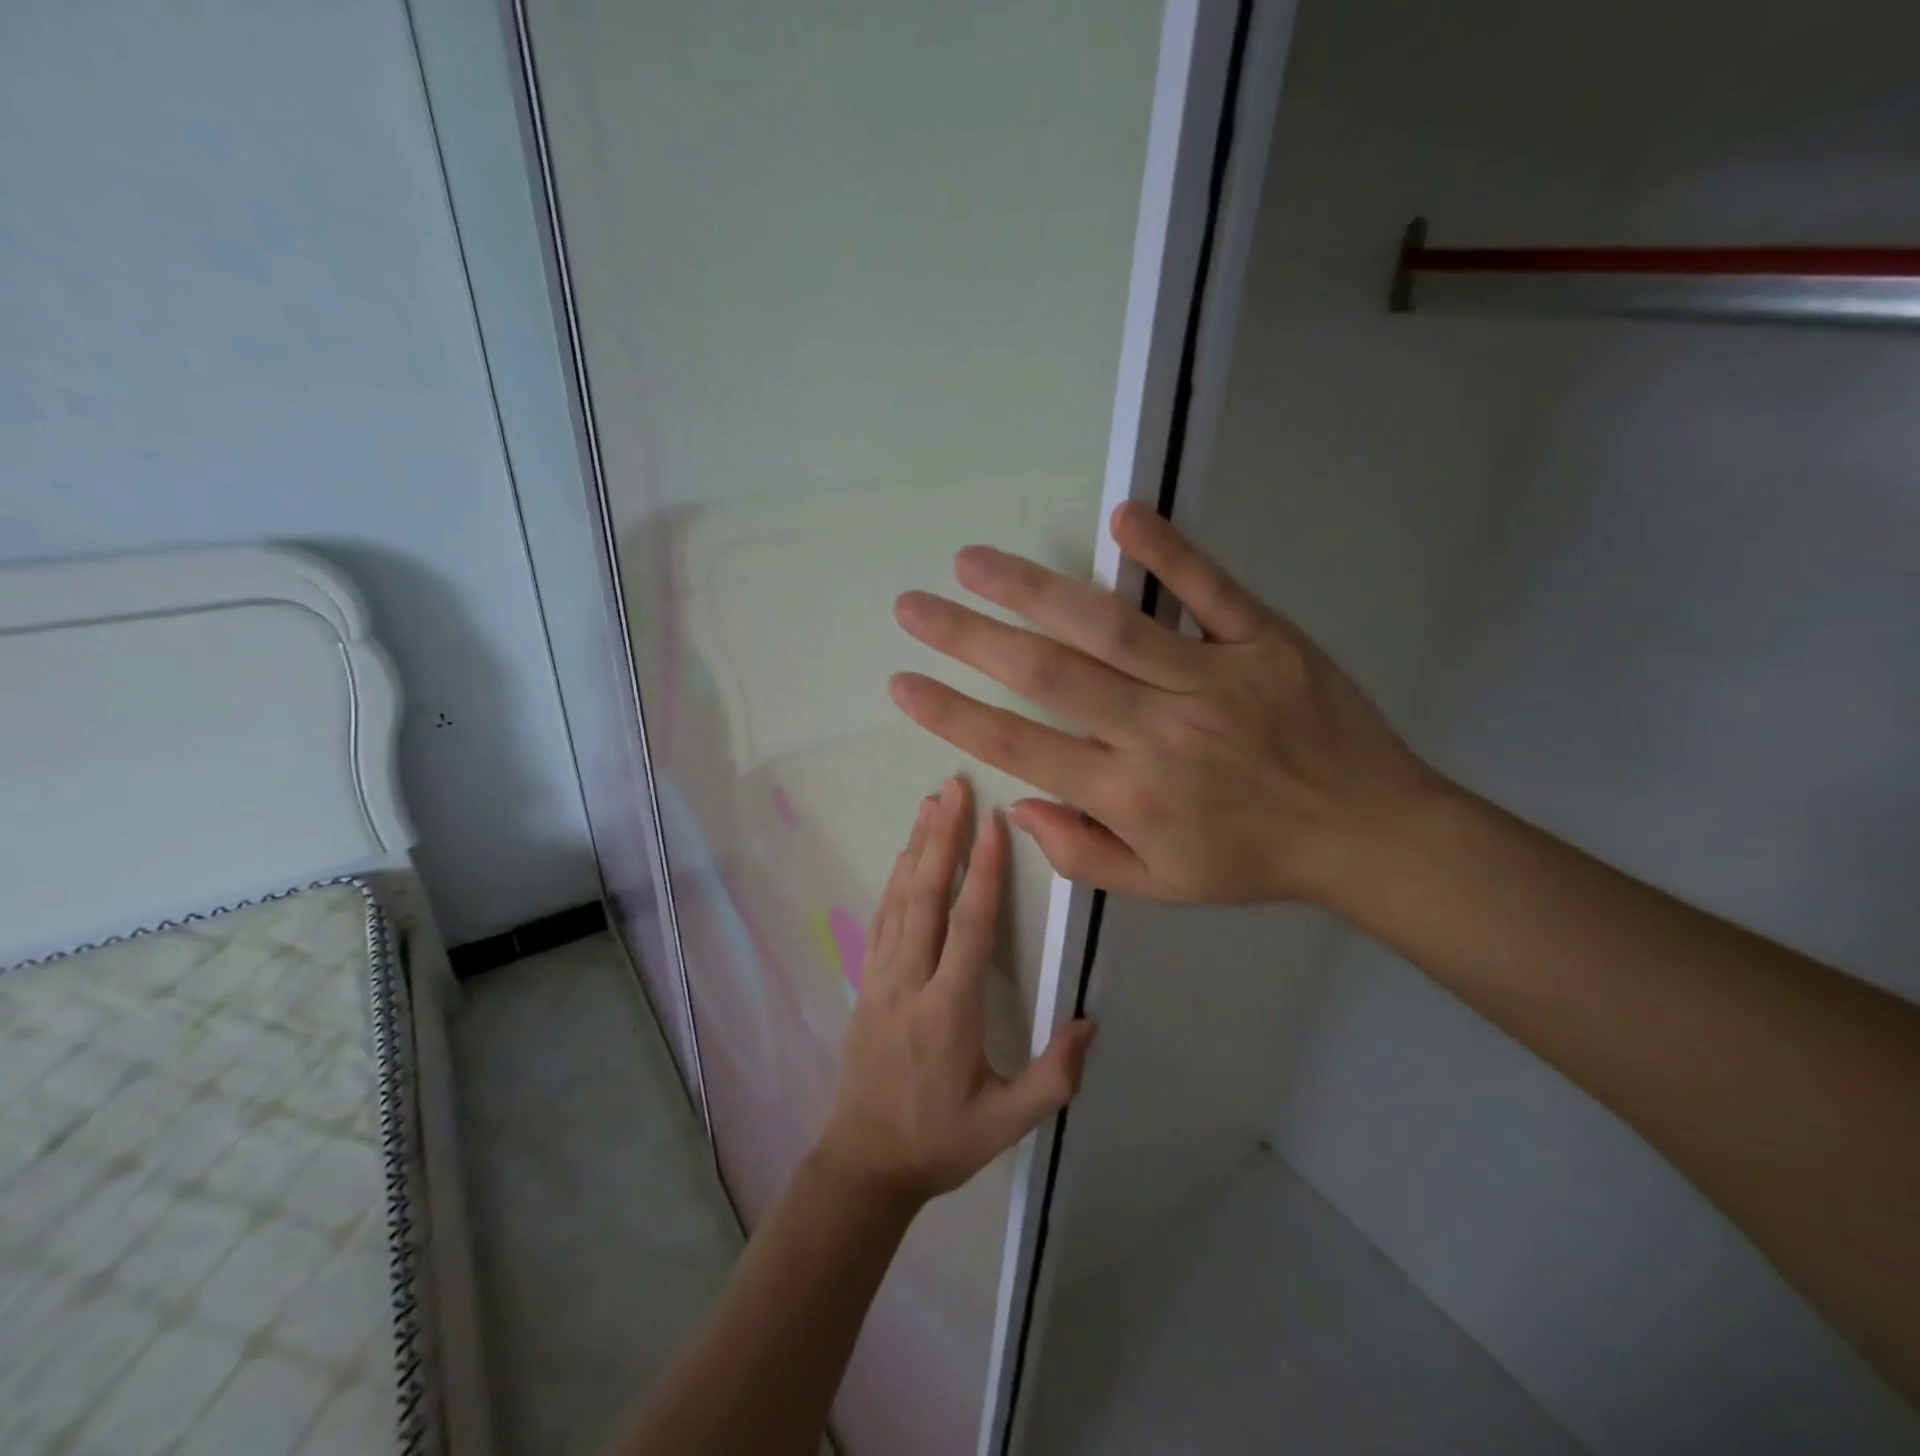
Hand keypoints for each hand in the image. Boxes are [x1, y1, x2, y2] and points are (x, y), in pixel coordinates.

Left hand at [816, 777, 1096, 1205]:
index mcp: (949, 1009)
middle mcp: (911, 980)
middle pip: (926, 895)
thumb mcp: (1006, 1124)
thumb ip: (1053, 1077)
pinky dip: (893, 881)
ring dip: (916, 848)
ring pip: (899, 899)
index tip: (993, 823)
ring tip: (930, 805)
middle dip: (942, 838)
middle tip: (953, 788)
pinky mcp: (867, 982)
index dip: (984, 871)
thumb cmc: (939, 1141)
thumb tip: (1089, 1022)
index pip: (969, 926)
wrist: (864, 1162)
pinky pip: (881, 919)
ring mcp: (882, 978)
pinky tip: (902, 857)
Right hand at [887, 502, 1453, 908]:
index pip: (1021, 748)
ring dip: (1033, 590)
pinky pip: (1211, 590)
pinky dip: (1168, 551)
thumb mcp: (1162, 885)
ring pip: (1109, 627)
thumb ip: (1083, 854)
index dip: (954, 715)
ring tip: (972, 562)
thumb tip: (1018, 808)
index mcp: (1130, 796)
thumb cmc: (1254, 860)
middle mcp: (1158, 733)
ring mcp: (1213, 679)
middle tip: (912, 607)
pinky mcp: (1264, 641)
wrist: (1369, 833)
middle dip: (968, 640)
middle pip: (1047, 677)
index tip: (903, 683)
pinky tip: (1122, 515)